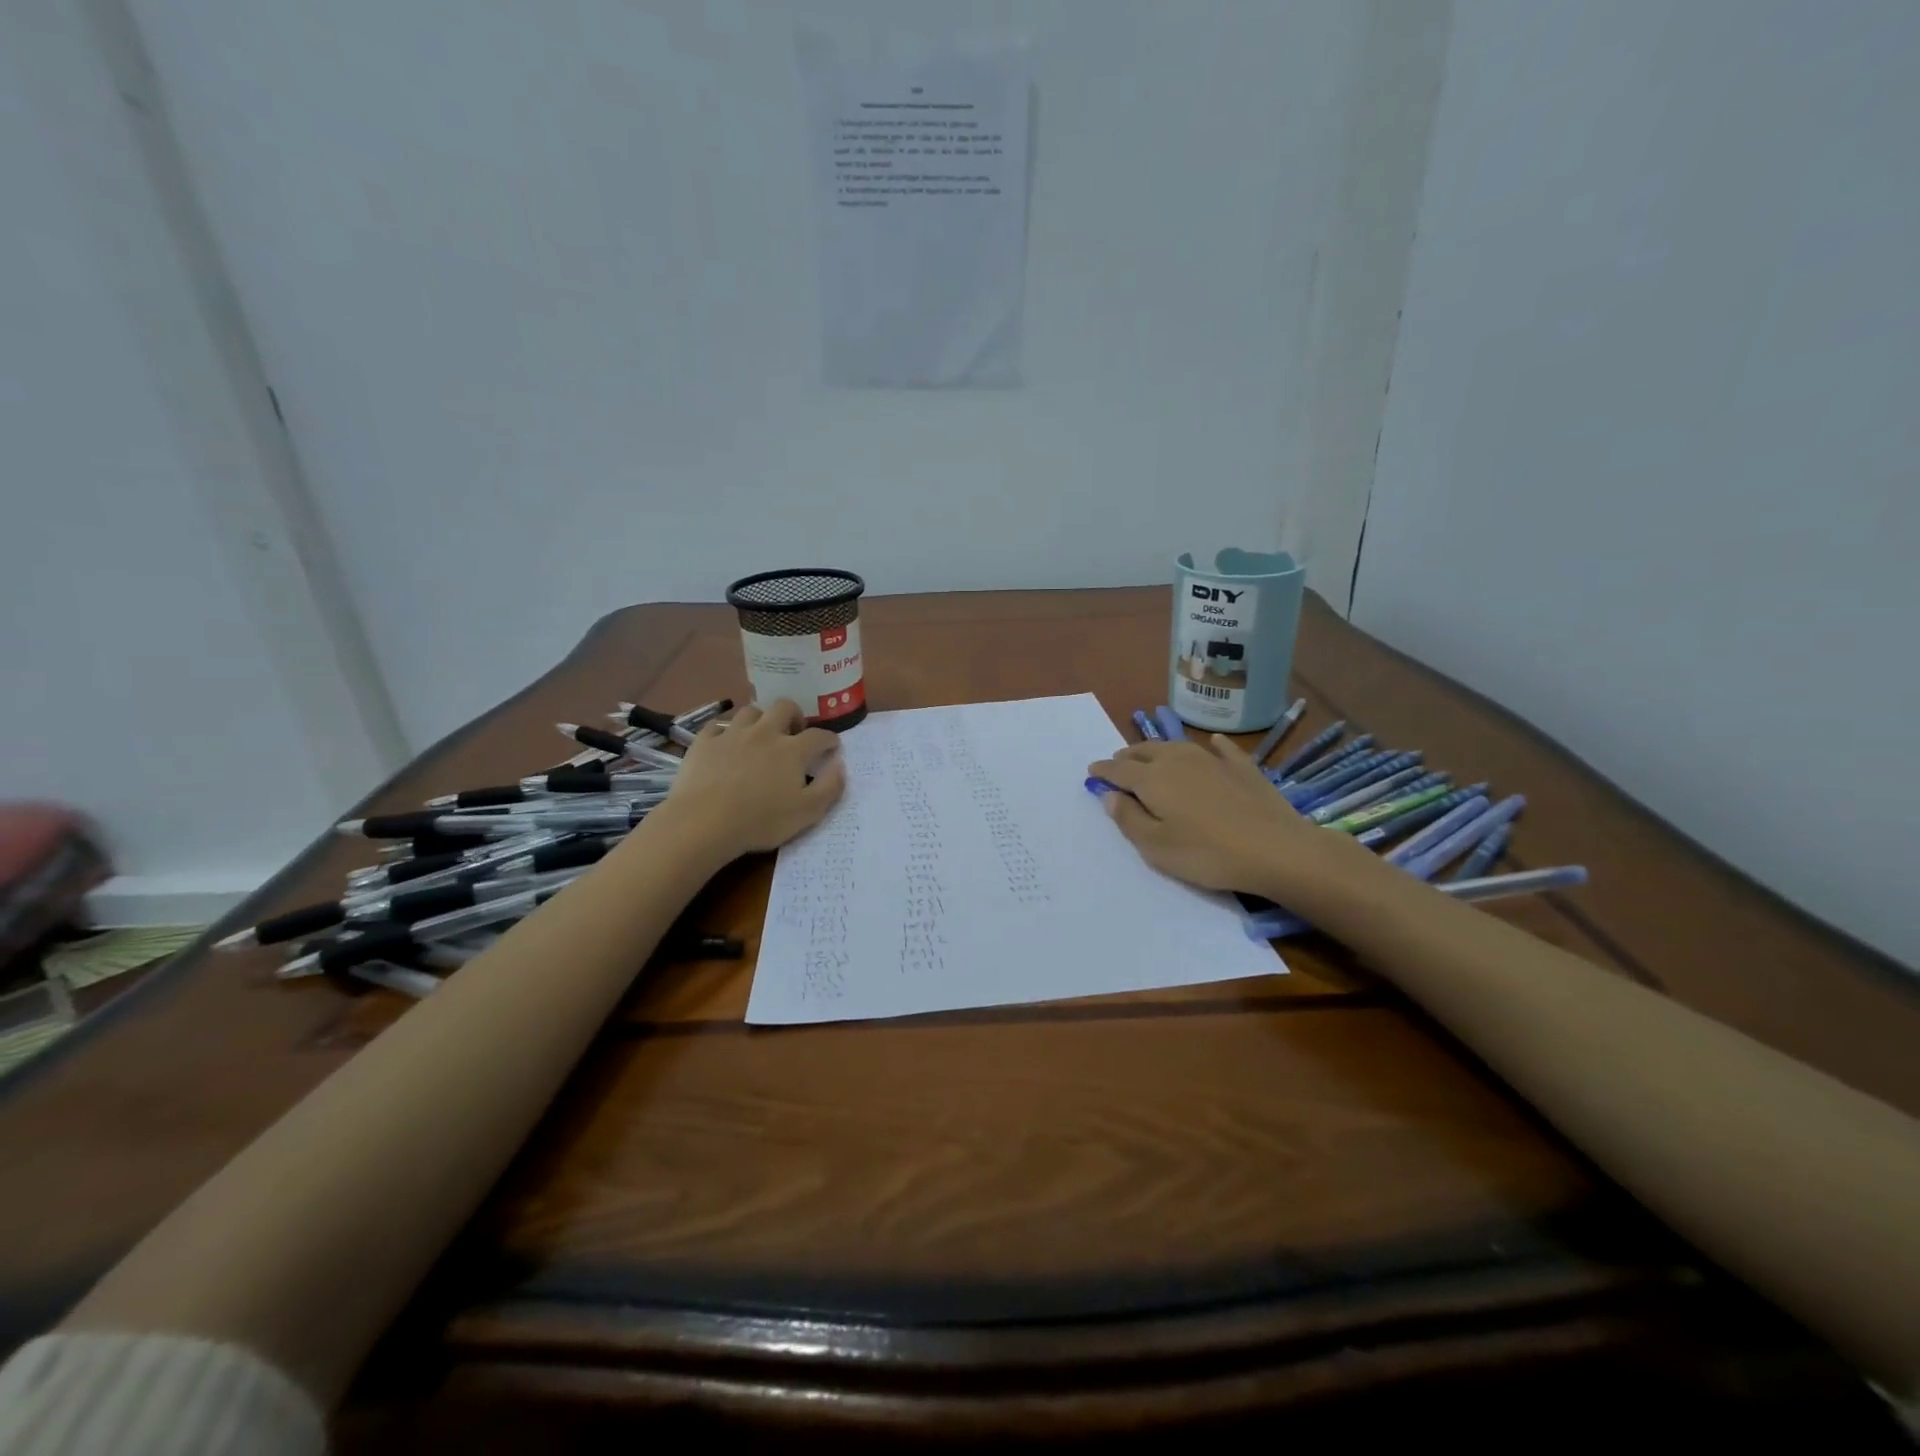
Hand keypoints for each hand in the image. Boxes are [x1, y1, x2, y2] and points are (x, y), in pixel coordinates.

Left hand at [657, 700, 845, 862]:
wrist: (704, 822)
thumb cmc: (761, 821)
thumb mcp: (808, 812)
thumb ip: (830, 787)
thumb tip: (839, 765)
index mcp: (793, 750)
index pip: (819, 735)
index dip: (829, 739)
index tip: (832, 747)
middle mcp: (765, 733)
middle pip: (784, 707)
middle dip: (794, 715)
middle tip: (794, 733)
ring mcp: (732, 734)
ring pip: (750, 711)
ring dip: (759, 720)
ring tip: (759, 736)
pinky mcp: (704, 742)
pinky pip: (717, 726)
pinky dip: (725, 731)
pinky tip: (725, 743)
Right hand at [1088, 735, 1370, 898]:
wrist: (1275, 849)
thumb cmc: (1206, 853)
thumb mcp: (1155, 846)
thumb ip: (1128, 818)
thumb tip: (1109, 794)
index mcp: (1152, 779)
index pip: (1119, 769)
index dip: (1103, 770)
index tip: (1091, 772)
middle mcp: (1178, 760)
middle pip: (1145, 750)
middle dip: (1127, 755)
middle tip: (1118, 763)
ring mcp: (1213, 760)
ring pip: (1177, 745)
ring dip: (1158, 748)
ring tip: (1151, 755)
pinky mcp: (1243, 767)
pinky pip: (1220, 748)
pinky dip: (1210, 745)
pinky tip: (1212, 744)